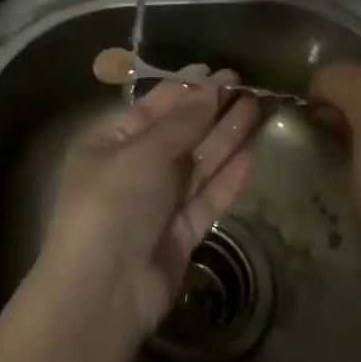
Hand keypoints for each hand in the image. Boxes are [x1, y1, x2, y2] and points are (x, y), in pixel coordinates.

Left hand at [40, 67, 261, 334]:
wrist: (104, 289)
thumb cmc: (113, 202)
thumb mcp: (143, 151)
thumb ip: (181, 122)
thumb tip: (208, 87)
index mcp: (109, 143)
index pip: (150, 108)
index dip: (183, 90)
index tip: (215, 72)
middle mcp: (132, 168)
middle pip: (178, 134)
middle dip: (210, 110)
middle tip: (245, 86)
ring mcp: (158, 202)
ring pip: (197, 163)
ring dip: (225, 137)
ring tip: (256, 109)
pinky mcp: (180, 233)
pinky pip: (207, 197)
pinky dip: (228, 178)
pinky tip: (251, 155)